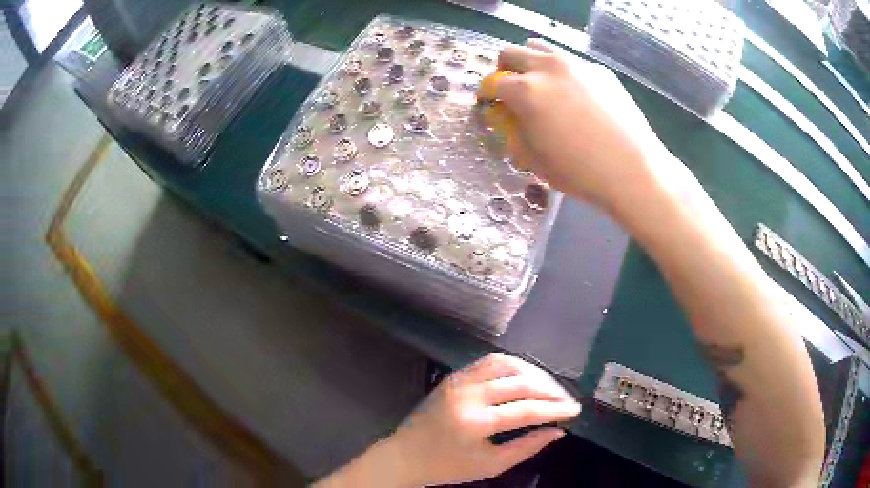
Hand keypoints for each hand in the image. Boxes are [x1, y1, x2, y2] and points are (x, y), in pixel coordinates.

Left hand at [385, 353, 580, 486]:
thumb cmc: (448, 466)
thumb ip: (527, 447)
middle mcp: (468, 394)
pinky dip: (514, 365)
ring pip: (507, 363)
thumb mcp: (491, 465)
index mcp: (475, 422)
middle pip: (521, 383)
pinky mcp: (455, 375)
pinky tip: (526, 377)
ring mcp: (459, 380)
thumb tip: (558, 431)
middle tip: (568, 400)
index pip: (527, 410)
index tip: (576, 411)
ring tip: (551, 387)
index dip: (556, 409)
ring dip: (534, 373)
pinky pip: (490, 361)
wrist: (406, 454)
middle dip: (551, 390)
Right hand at [492, 39, 684, 215]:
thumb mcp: (535, 159)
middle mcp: (547, 68)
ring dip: (533, 62)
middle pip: (511, 53)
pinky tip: (579, 97)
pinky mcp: (600, 70)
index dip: (488, 95)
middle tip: (513, 89)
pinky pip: (573, 62)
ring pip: (541, 47)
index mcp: (525, 90)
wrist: (633, 170)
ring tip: (543, 84)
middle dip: (505, 69)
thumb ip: (515, 132)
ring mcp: (577, 65)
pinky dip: (565, 73)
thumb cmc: (580, 172)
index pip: (493, 83)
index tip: (491, 104)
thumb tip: (509, 117)